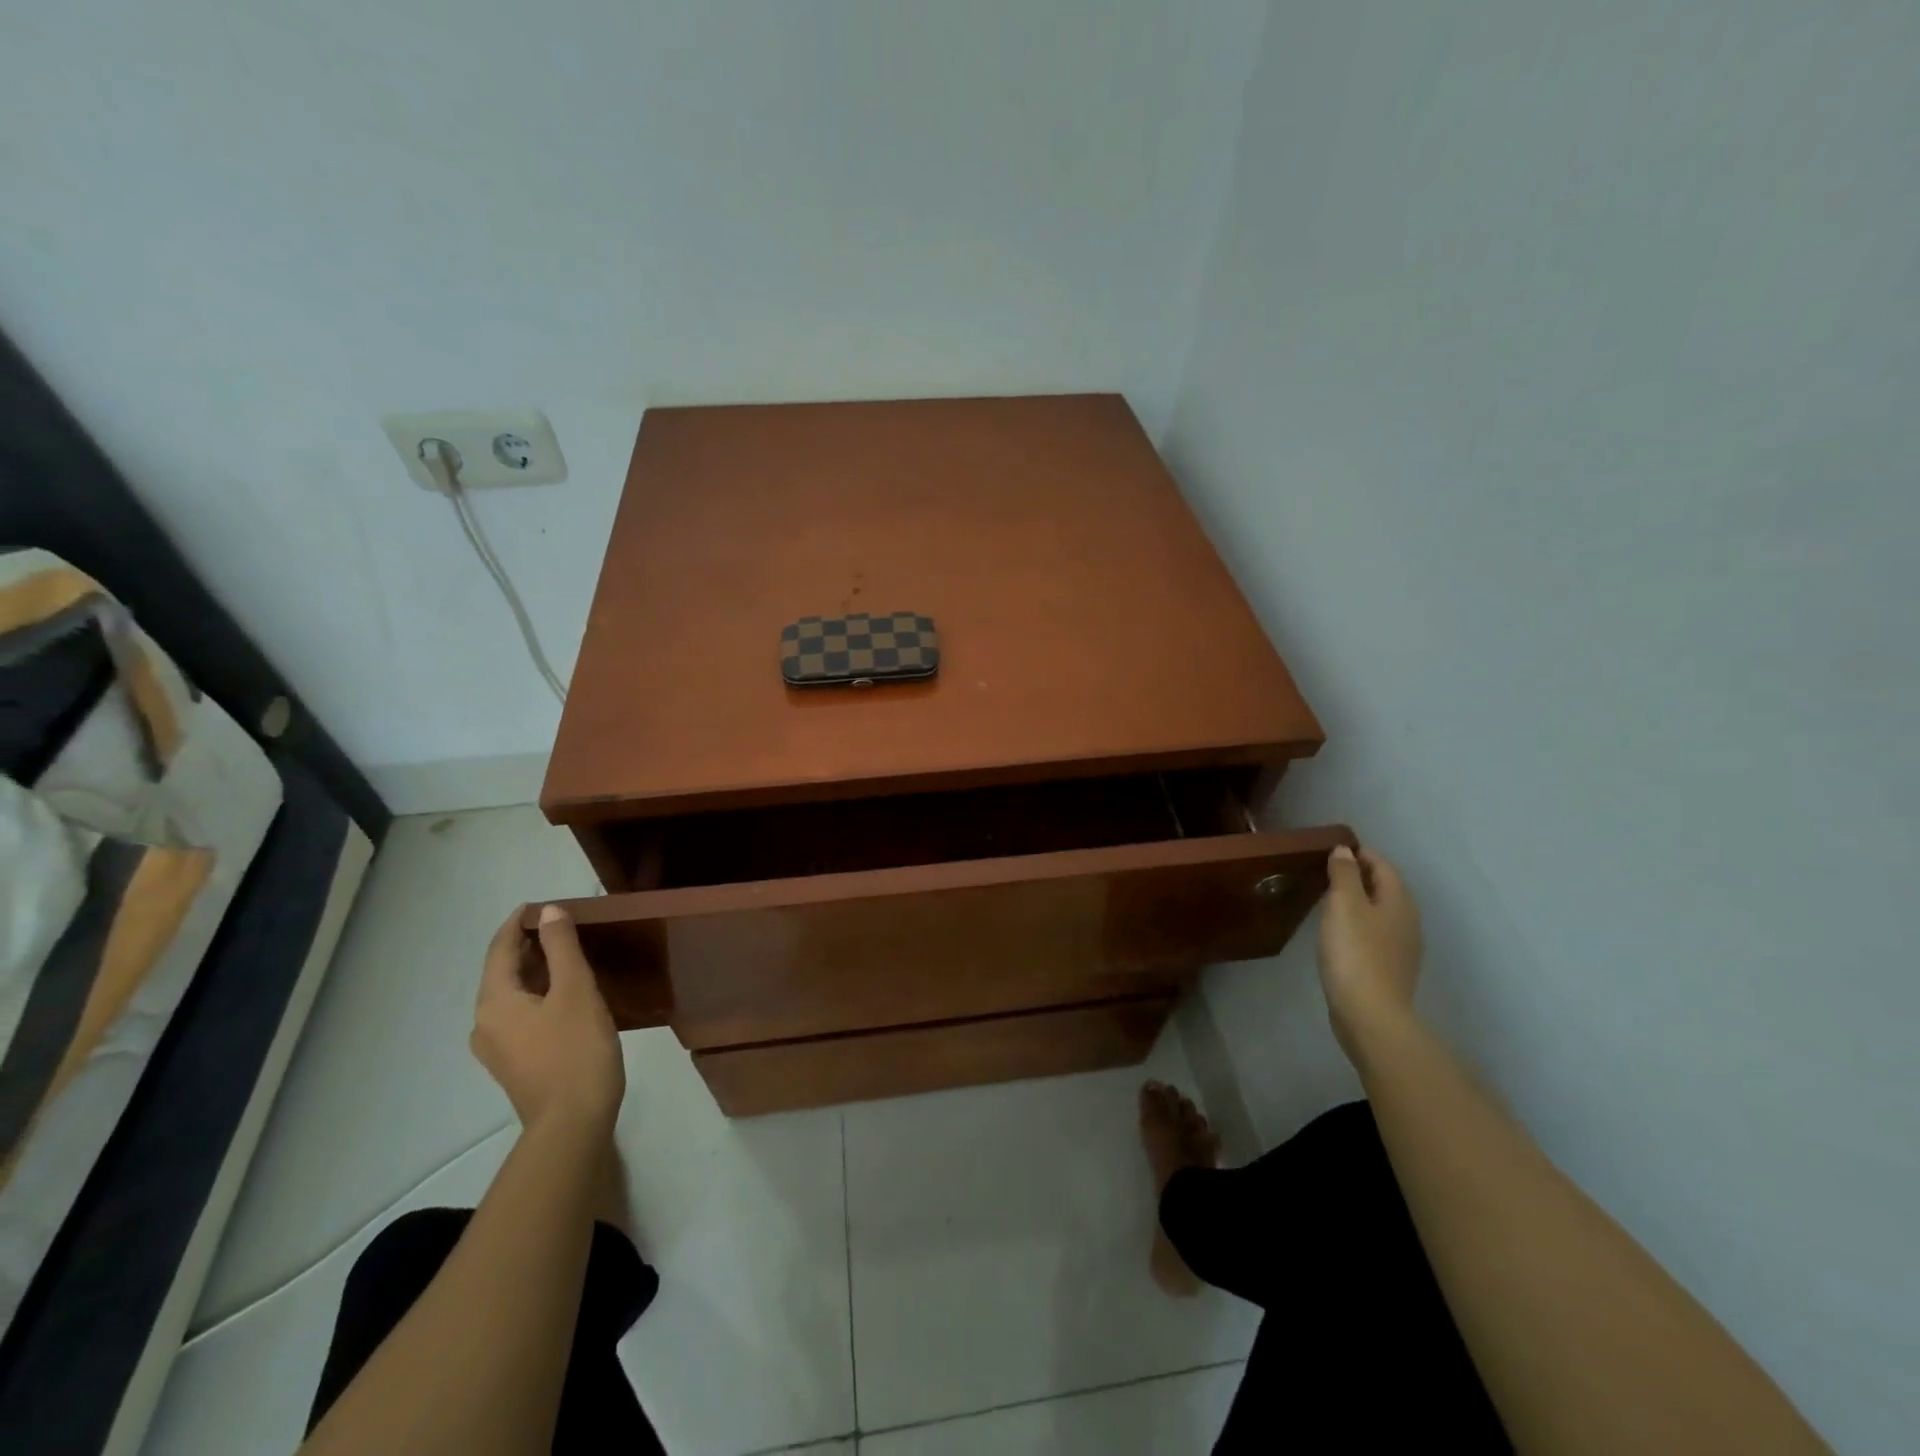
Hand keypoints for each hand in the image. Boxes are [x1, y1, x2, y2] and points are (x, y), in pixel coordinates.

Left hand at [472, 905, 624, 1136]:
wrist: (573, 1122)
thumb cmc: (576, 1050)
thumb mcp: (575, 990)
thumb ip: (562, 947)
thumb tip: (550, 912)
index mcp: (494, 1002)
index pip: (499, 949)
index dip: (518, 923)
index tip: (540, 904)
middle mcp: (485, 1023)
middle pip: (502, 972)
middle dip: (527, 946)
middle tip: (561, 926)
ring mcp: (498, 1048)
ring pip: (512, 995)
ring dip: (534, 970)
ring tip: (566, 955)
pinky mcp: (515, 1064)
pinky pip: (520, 1015)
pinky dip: (538, 994)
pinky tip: (564, 994)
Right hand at [1317, 845, 1422, 1059]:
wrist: (1370, 1014)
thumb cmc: (1355, 952)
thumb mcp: (1343, 904)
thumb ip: (1343, 874)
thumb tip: (1345, 851)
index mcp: (1399, 901)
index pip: (1382, 865)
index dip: (1359, 853)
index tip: (1332, 849)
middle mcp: (1407, 920)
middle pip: (1385, 887)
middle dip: (1359, 875)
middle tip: (1327, 871)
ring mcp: (1403, 947)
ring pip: (1381, 911)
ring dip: (1359, 900)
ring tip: (1329, 899)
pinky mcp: (1391, 968)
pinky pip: (1376, 933)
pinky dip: (1359, 923)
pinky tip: (1340, 932)